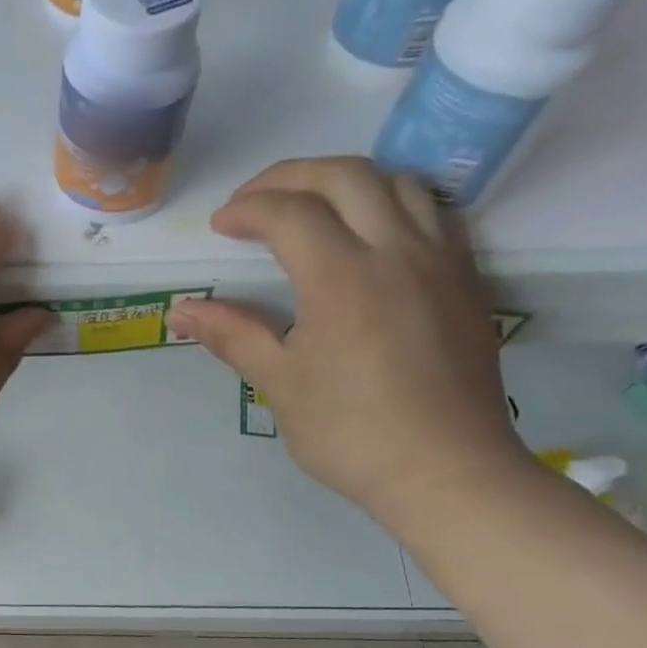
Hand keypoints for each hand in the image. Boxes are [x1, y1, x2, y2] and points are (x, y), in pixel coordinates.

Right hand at [167, 157, 533, 532]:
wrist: (446, 471)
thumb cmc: (351, 432)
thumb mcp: (279, 384)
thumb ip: (231, 335)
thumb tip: (180, 312)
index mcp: (341, 276)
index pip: (289, 212)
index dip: (247, 209)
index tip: (221, 228)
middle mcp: (396, 250)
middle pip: (345, 175)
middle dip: (291, 176)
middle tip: (255, 201)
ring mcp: (440, 260)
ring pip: (398, 182)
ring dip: (345, 180)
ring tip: (311, 207)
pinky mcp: (466, 279)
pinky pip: (432, 211)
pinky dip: (391, 201)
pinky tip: (369, 233)